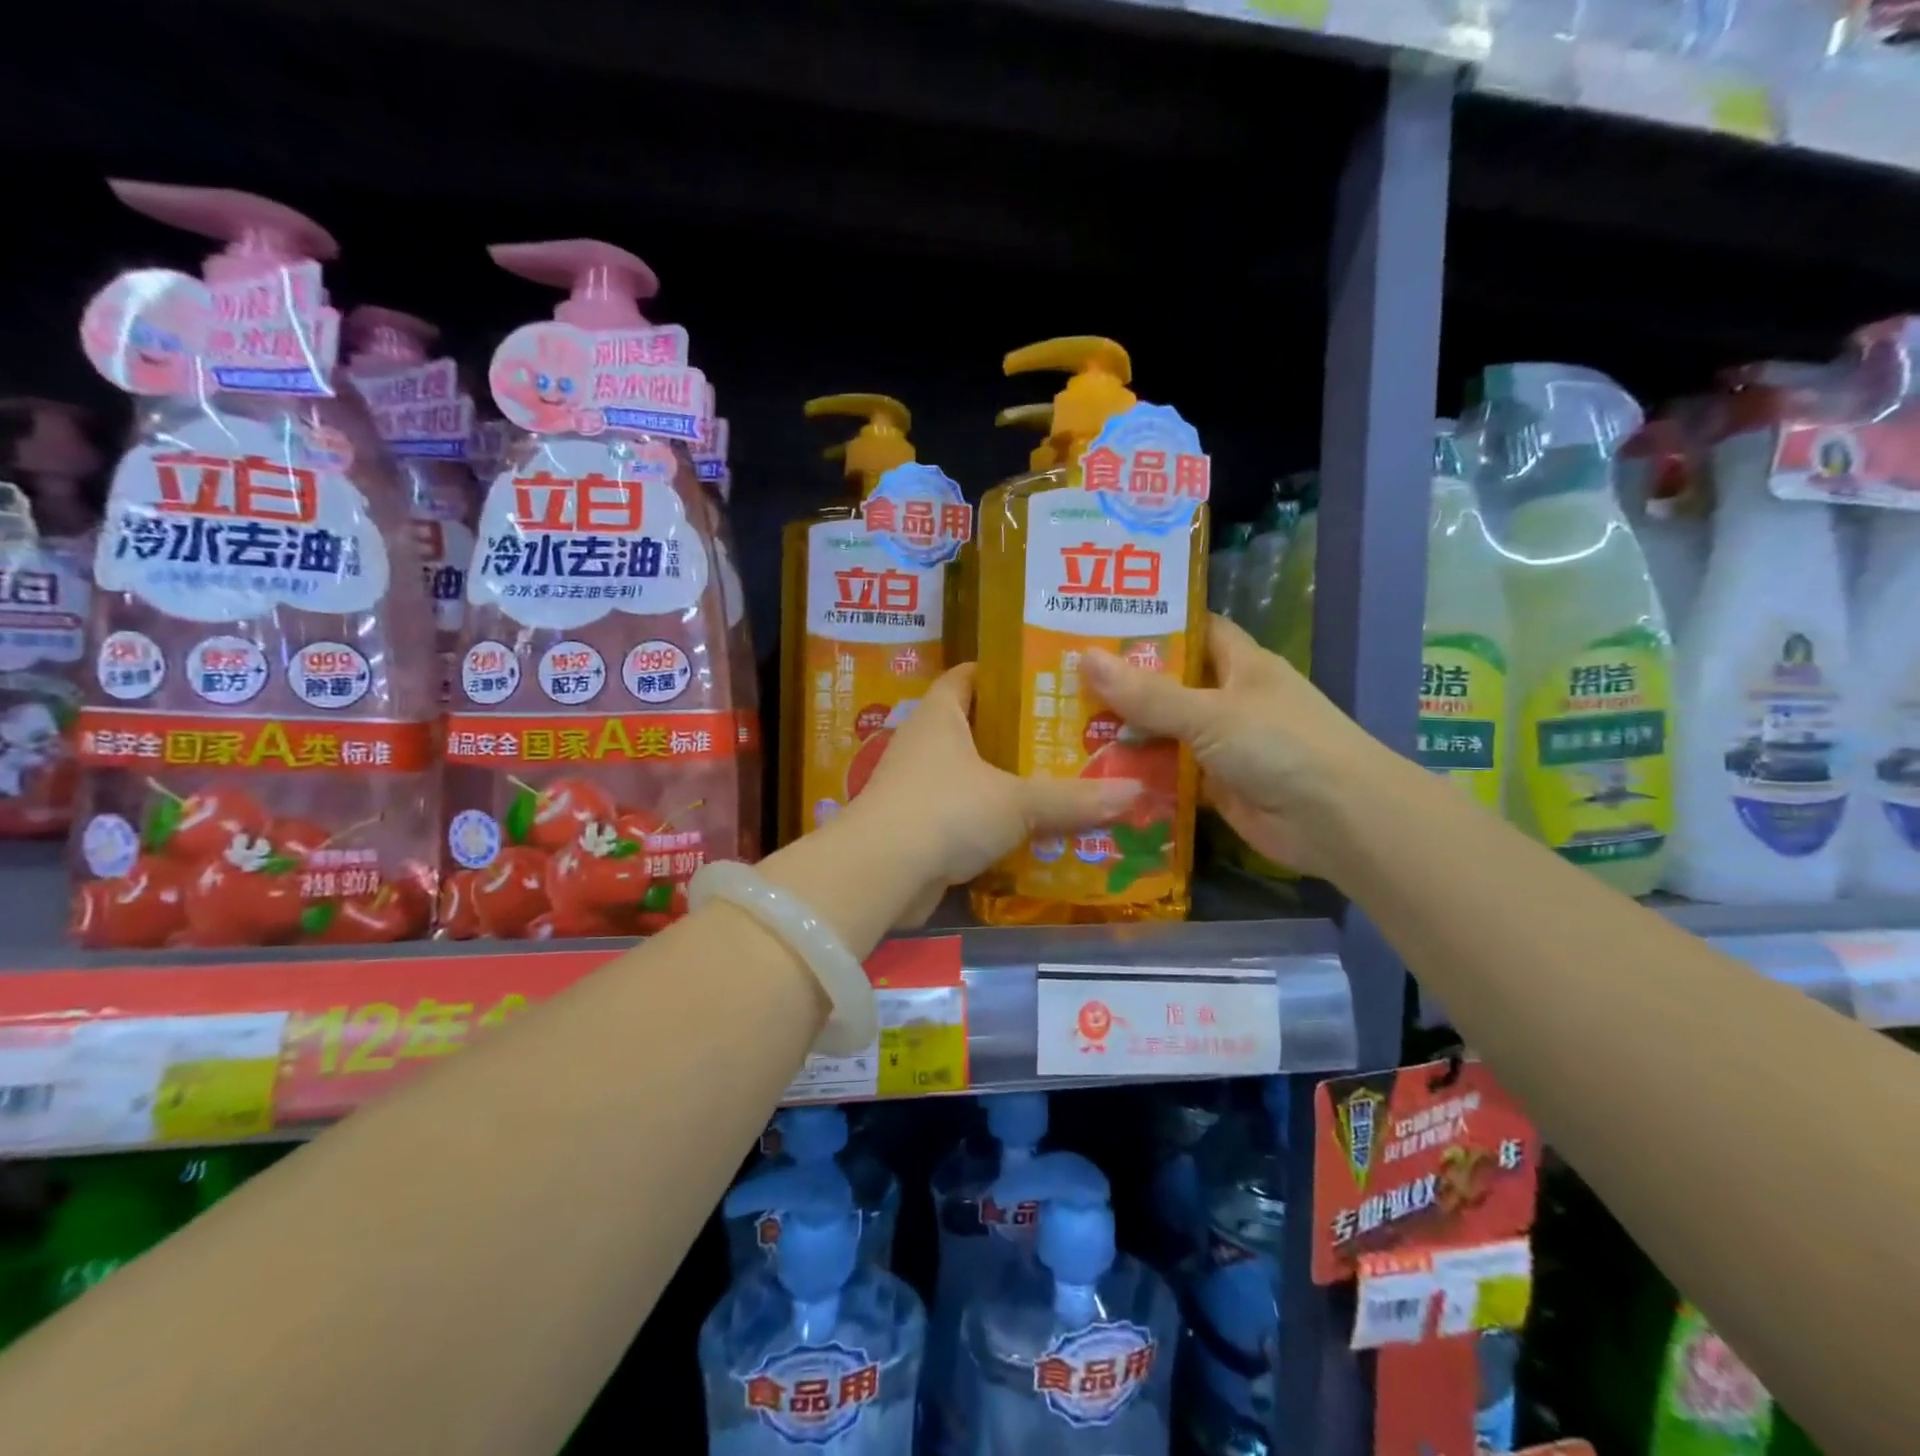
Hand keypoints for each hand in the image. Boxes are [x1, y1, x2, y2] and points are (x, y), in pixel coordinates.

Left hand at [847, 664, 1143, 924]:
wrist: (881, 874)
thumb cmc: (947, 811)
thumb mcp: (1017, 801)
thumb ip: (1073, 798)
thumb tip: (1135, 791)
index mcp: (940, 715)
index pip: (968, 676)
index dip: (1003, 674)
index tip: (1046, 681)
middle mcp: (923, 743)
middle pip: (975, 727)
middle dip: (1017, 733)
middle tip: (1069, 736)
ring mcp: (916, 787)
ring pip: (970, 774)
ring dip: (1006, 781)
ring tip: (1060, 782)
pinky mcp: (916, 828)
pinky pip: (962, 814)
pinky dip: (990, 820)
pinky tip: (1029, 831)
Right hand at [1081, 615, 1385, 878]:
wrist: (1338, 822)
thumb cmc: (1280, 746)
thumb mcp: (1210, 713)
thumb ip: (1148, 693)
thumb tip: (1085, 657)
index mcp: (1241, 664)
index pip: (1193, 630)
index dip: (1153, 623)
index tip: (1099, 622)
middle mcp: (1231, 700)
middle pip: (1170, 684)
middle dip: (1123, 683)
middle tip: (1062, 678)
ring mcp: (1224, 746)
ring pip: (1166, 732)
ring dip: (1126, 733)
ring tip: (1064, 725)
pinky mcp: (1217, 787)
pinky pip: (1170, 775)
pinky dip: (1141, 776)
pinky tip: (1096, 774)